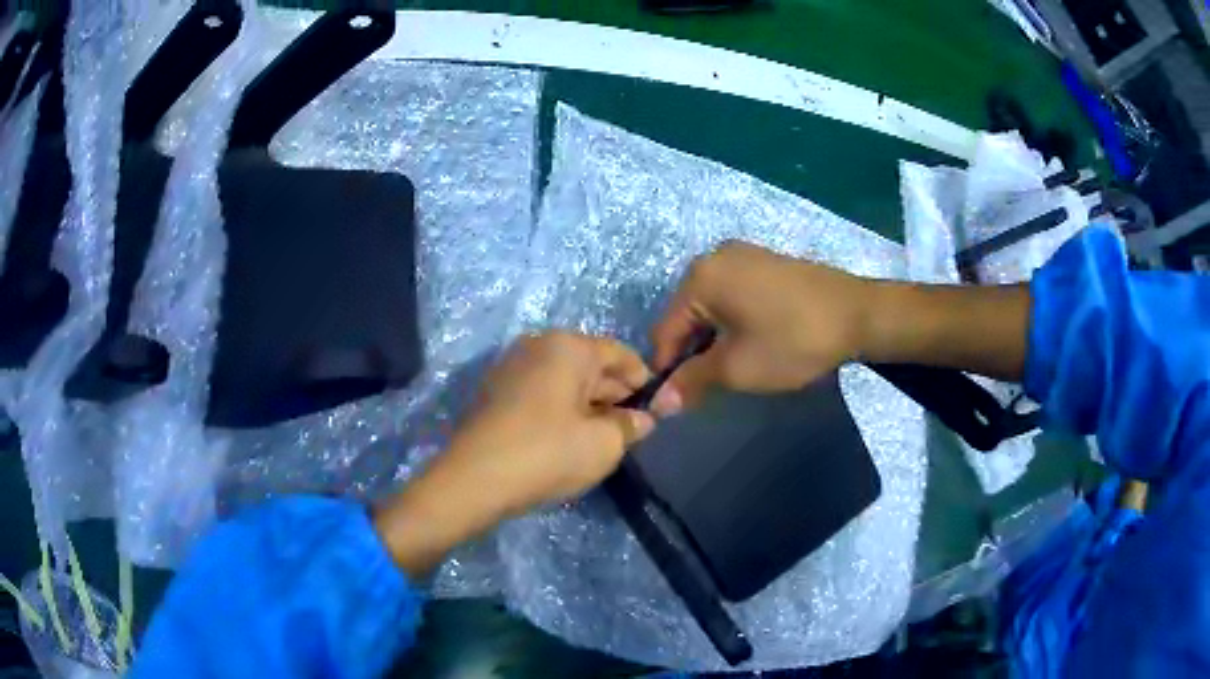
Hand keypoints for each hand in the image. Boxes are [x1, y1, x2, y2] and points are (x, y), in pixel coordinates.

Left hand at [446, 331, 680, 514]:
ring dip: (588, 403)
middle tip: (633, 427)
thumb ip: (630, 426)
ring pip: (564, 380)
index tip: (657, 408)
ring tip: (605, 436)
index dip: (643, 380)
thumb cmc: (548, 453)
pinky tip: (570, 437)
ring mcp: (511, 366)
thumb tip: (643, 419)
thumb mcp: (604, 444)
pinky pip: (540, 392)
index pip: (619, 353)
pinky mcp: (495, 391)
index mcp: (567, 346)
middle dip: (615, 394)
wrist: (474, 479)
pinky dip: (561, 408)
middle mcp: (537, 345)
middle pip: (590, 364)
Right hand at [653, 240, 875, 402]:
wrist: (859, 314)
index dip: (667, 370)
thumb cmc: (793, 341)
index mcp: (699, 277)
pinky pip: (732, 295)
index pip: (664, 331)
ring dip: (713, 340)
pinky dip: (732, 322)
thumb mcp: (737, 368)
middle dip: (692, 354)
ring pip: (710, 307)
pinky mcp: (764, 261)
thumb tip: (659, 404)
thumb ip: (691, 382)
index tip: (678, 402)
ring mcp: (742, 255)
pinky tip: (752, 341)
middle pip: (686, 316)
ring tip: (733, 367)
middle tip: (710, 388)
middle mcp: (714, 257)